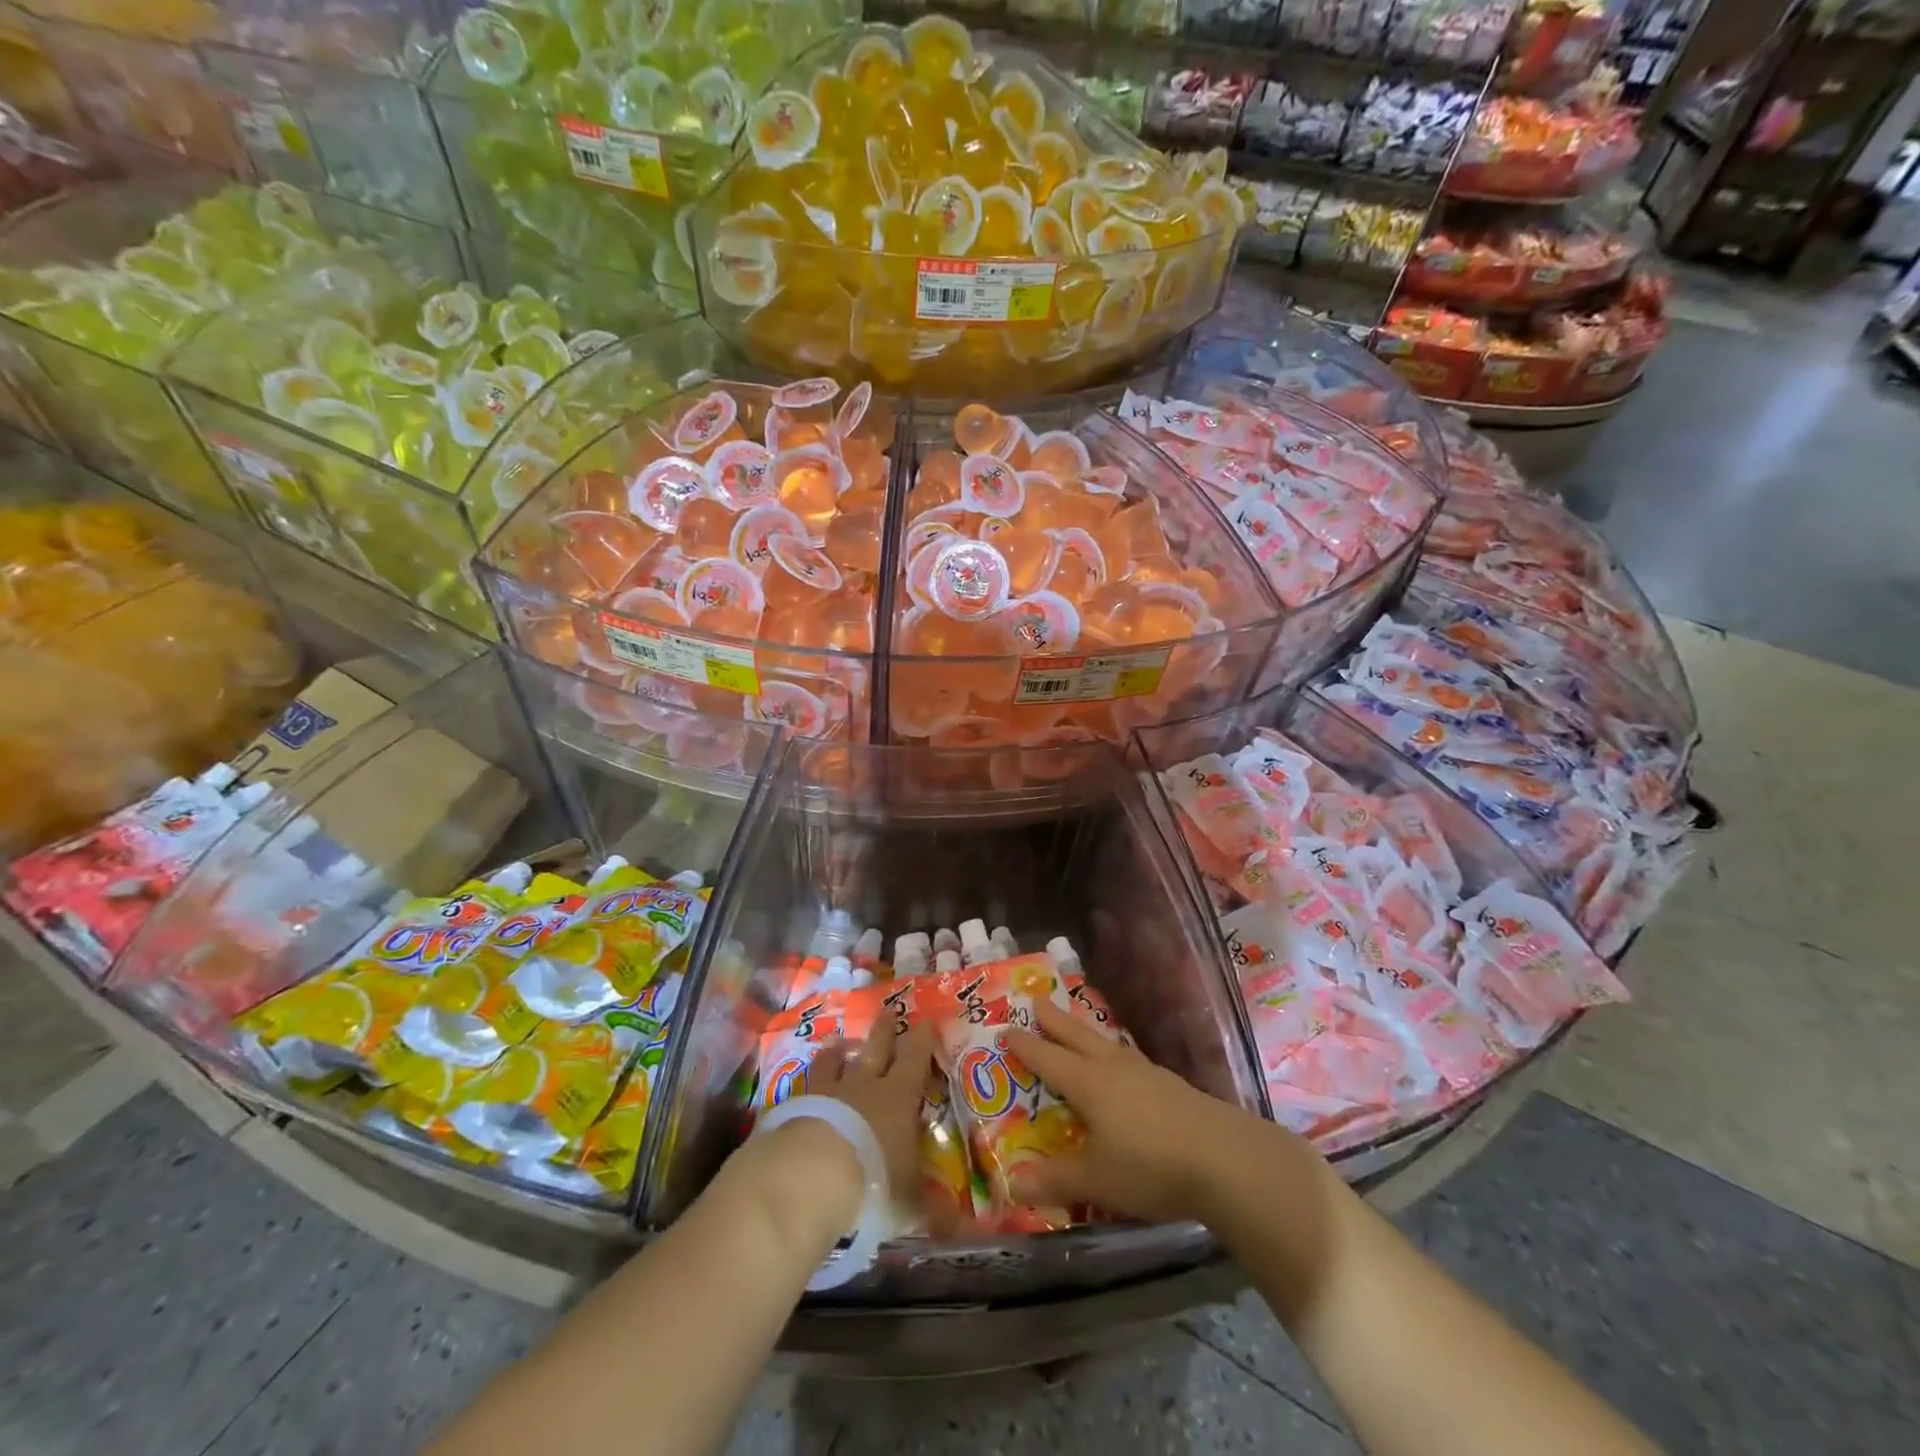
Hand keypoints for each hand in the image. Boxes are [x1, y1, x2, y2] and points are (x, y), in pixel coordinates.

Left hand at [806, 1017, 934, 1203]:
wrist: (807, 1178)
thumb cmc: (871, 1183)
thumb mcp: (909, 1203)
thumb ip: (934, 1210)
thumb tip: (965, 1229)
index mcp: (896, 1098)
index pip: (914, 1059)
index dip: (921, 1040)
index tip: (926, 1020)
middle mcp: (862, 1085)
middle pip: (875, 1048)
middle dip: (884, 1030)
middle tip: (887, 1010)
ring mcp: (824, 1092)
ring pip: (833, 1061)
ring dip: (837, 1051)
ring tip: (838, 1042)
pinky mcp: (791, 1106)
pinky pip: (802, 1088)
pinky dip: (806, 1085)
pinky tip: (802, 1087)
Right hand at [1002, 999, 1271, 1225]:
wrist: (1224, 1159)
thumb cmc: (1150, 1166)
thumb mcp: (1096, 1180)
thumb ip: (1055, 1180)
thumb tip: (1011, 1185)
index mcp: (1088, 1083)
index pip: (1048, 1058)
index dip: (1026, 1045)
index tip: (1006, 1029)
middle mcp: (1113, 1068)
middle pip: (1077, 1036)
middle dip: (1054, 1020)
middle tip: (1036, 1000)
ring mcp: (1145, 1072)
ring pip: (1106, 1043)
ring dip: (1085, 1032)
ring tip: (1077, 1027)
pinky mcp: (1170, 1084)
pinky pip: (1129, 1057)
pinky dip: (1114, 1053)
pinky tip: (1122, 1064)